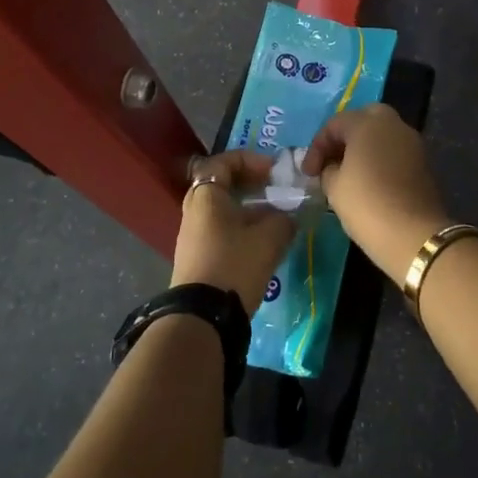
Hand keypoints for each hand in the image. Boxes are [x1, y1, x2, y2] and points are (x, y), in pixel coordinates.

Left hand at [171, 150, 297, 314]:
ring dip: (247, 209)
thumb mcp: (269, 238)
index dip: (250, 161)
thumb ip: (283, 219)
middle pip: (220, 185)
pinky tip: (260, 243)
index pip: (223, 162)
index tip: (273, 172)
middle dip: (249, 184)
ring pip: (221, 210)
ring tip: (273, 219)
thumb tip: (286, 217)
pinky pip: (219, 230)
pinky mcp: (196, 257)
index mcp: (206, 195)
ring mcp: (192, 235)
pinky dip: (239, 228)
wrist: (203, 316)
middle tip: (273, 191)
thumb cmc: (235, 264)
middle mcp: (194, 210)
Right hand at [302, 105, 447, 279]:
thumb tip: (332, 168)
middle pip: (363, 120)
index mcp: (368, 123)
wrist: (415, 236)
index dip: (317, 147)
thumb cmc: (367, 205)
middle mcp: (393, 124)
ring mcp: (413, 143)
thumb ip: (328, 169)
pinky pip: (395, 151)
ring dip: (364, 148)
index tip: (308, 173)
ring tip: (348, 174)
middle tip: (331, 161)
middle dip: (344, 138)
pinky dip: (380, 160)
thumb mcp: (334, 187)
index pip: (334, 124)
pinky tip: (369, 182)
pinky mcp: (424, 163)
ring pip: (382, 135)